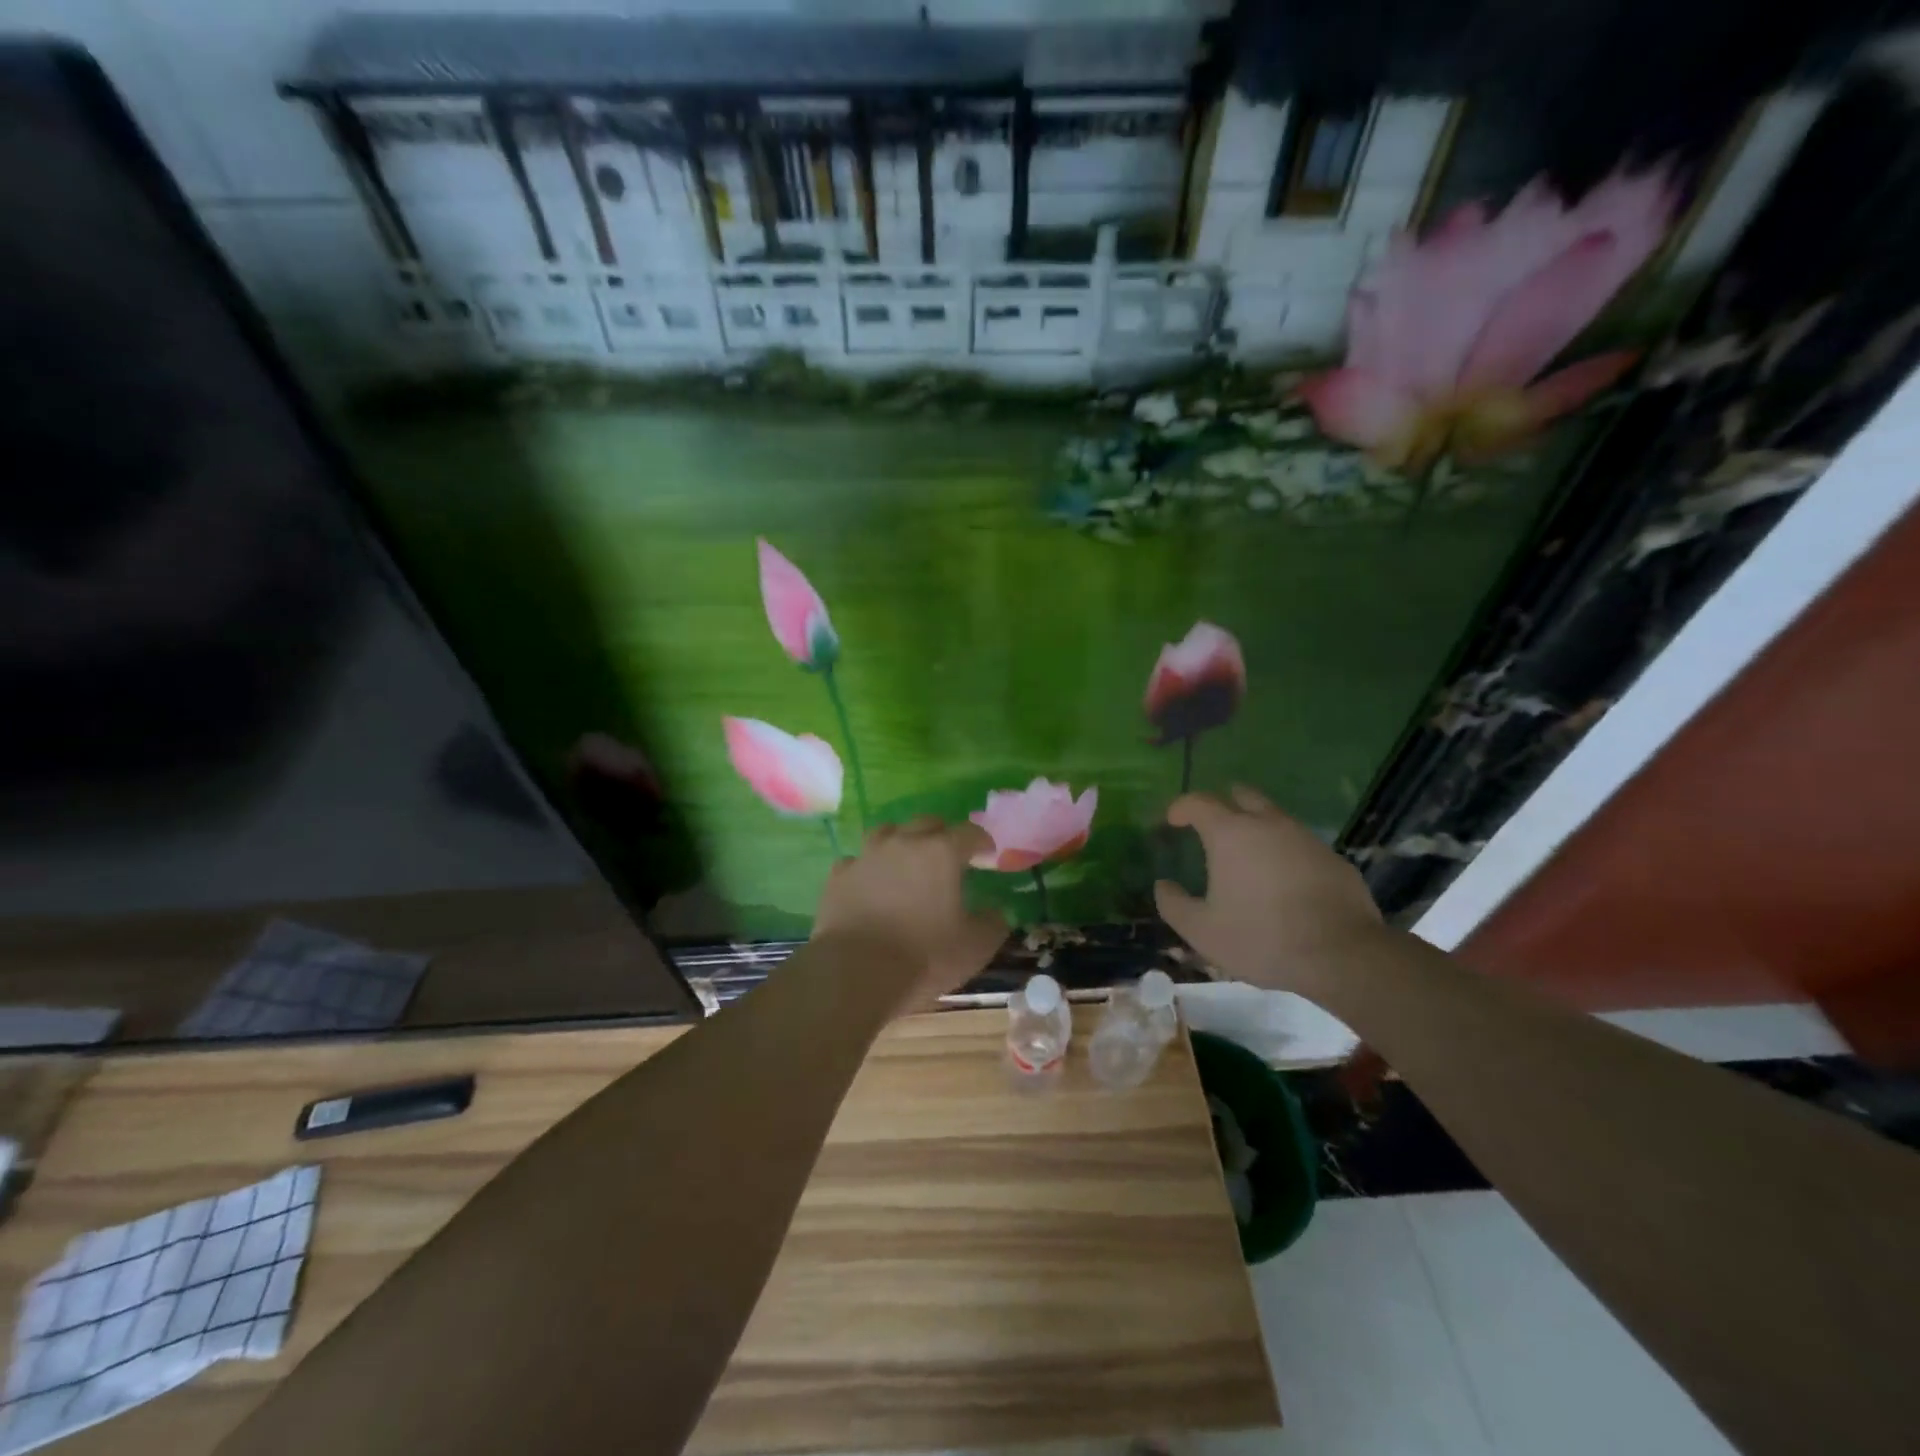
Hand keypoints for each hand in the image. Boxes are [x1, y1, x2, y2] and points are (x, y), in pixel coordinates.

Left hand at [814, 817, 1008, 1013]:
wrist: (855, 974)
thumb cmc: (923, 957)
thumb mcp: (975, 947)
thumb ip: (993, 923)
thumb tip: (997, 911)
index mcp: (942, 853)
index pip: (969, 832)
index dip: (982, 842)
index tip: (987, 856)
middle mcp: (904, 842)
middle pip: (927, 823)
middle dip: (943, 834)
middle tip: (949, 856)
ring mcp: (867, 856)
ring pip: (888, 833)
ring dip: (903, 842)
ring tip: (908, 862)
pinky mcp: (839, 875)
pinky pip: (858, 861)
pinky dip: (870, 868)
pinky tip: (872, 884)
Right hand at [1154, 786, 1384, 991]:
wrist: (1342, 955)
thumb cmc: (1261, 938)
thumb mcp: (1202, 931)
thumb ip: (1174, 904)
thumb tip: (1163, 885)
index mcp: (1230, 834)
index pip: (1199, 802)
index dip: (1181, 807)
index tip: (1173, 820)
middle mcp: (1268, 824)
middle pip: (1243, 796)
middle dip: (1224, 802)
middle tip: (1213, 823)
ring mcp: (1306, 838)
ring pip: (1275, 818)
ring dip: (1258, 826)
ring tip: (1249, 855)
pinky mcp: (1334, 858)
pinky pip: (1301, 844)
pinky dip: (1285, 852)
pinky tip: (1284, 880)